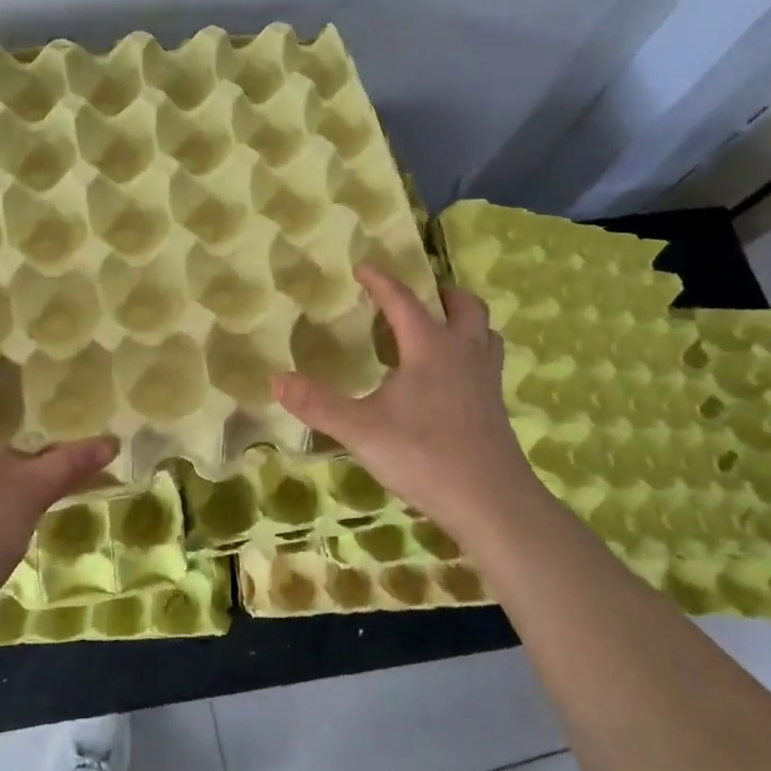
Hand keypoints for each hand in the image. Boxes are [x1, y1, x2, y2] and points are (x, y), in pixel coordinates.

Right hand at [272, 265, 544, 545]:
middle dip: (440, 293)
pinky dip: (470, 354)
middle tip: (417, 298)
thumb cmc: (424, 455)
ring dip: (463, 321)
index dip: (381, 281)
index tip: (363, 267)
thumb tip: (275, 378)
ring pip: (484, 332)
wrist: (493, 503)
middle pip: (463, 305)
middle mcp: (463, 352)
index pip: (403, 300)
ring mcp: (486, 379)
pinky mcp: (496, 406)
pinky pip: (487, 363)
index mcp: (429, 346)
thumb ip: (317, 404)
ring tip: (438, 332)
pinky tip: (450, 381)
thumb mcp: (361, 430)